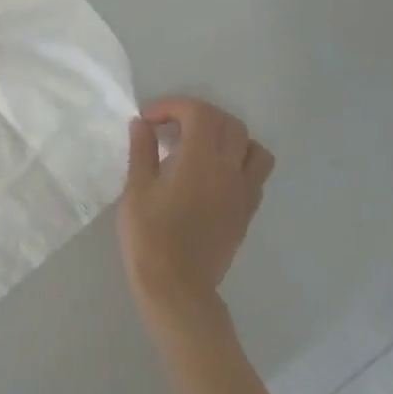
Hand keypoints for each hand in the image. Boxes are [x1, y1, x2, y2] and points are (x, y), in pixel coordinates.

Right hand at [118, 97, 275, 329]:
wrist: (177, 286)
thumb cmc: (150, 236)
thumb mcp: (136, 189)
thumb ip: (142, 151)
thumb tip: (143, 124)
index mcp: (200, 159)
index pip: (199, 113)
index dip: (173, 106)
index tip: (149, 120)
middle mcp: (230, 168)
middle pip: (227, 122)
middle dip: (198, 115)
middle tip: (170, 127)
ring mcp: (244, 190)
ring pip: (250, 144)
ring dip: (227, 134)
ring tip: (201, 145)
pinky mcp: (247, 210)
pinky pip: (256, 171)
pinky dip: (239, 159)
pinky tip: (214, 173)